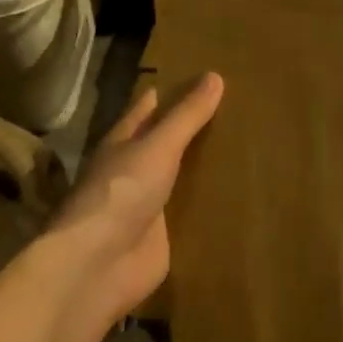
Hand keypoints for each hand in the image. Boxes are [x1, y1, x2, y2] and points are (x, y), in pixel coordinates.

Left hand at [50, 72, 223, 324]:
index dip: (169, 92)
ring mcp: (147, 204)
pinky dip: (207, 203)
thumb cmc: (121, 192)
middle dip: (190, 128)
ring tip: (244, 147)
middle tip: (234, 107)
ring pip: (179, 177)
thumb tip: (215, 75)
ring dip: (202, 166)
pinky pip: (190, 213)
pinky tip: (236, 196)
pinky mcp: (162, 236)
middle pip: (165, 143)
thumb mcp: (158, 146)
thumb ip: (186, 116)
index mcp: (124, 142)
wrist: (98, 265)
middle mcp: (134, 170)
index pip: (147, 108)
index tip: (199, 76)